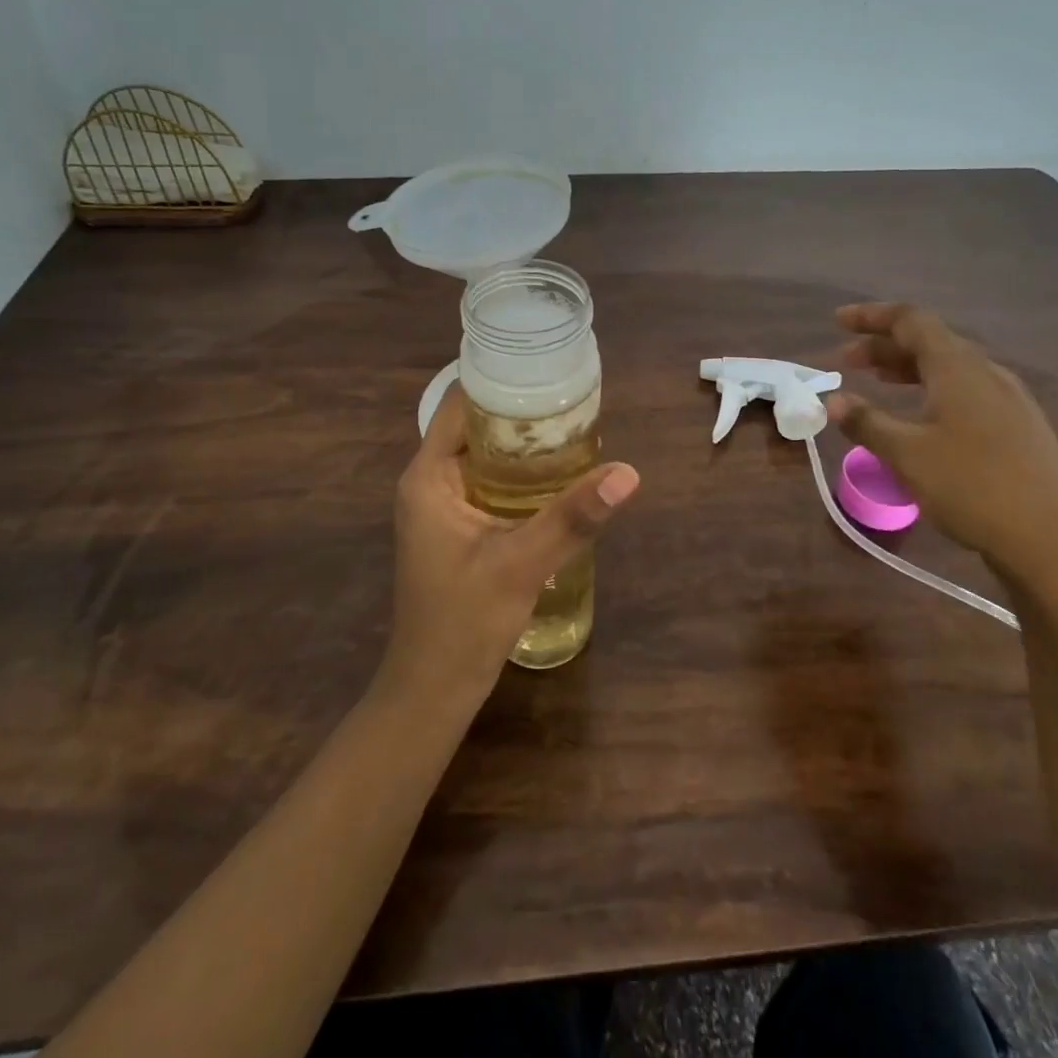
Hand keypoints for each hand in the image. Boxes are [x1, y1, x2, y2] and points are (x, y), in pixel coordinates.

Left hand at [383, 386, 639, 703]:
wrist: (434, 688)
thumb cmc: (463, 622)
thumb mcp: (521, 564)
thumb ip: (573, 517)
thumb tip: (628, 474)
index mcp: (428, 476)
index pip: (461, 404)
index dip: (501, 381)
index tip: (547, 370)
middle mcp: (429, 481)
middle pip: (475, 425)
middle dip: (521, 411)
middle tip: (574, 399)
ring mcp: (442, 505)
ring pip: (484, 454)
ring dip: (522, 443)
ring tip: (574, 426)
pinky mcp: (457, 526)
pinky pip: (489, 481)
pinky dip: (520, 472)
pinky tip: (559, 475)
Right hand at [827, 303, 1057, 588]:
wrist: (1056, 542)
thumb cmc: (973, 488)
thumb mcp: (907, 455)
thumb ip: (867, 423)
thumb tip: (833, 401)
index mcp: (959, 368)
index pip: (912, 321)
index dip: (872, 317)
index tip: (838, 321)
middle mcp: (987, 373)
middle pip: (931, 342)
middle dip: (885, 346)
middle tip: (847, 361)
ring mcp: (1009, 400)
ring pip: (950, 368)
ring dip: (908, 369)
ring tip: (877, 382)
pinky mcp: (1020, 428)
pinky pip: (967, 391)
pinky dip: (932, 390)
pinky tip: (922, 416)